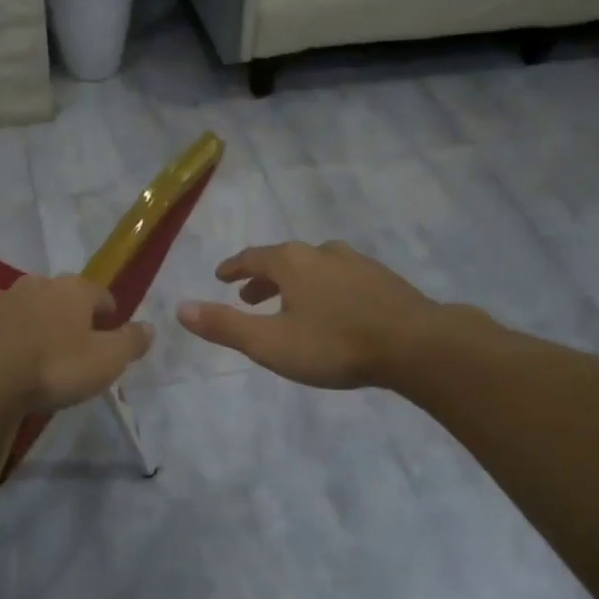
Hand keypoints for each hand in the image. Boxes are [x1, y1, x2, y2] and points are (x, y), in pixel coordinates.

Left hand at [0, 274, 151, 410]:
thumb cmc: (52, 366)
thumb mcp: (104, 361)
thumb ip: (129, 343)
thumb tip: (150, 327)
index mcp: (72, 291)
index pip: (100, 294)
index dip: (107, 312)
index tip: (109, 330)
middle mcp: (35, 285)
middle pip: (58, 296)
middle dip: (66, 315)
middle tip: (71, 344)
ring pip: (22, 308)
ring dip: (30, 324)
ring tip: (32, 354)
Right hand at [178, 241, 472, 388]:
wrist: (418, 345)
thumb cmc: (335, 344)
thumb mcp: (270, 342)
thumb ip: (225, 326)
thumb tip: (180, 308)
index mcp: (291, 262)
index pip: (252, 258)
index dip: (233, 268)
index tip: (221, 276)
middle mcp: (322, 253)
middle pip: (284, 261)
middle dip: (263, 279)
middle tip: (248, 297)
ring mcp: (357, 263)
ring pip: (315, 268)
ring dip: (295, 284)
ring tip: (290, 306)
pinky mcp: (383, 280)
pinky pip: (341, 278)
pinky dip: (324, 289)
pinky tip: (333, 311)